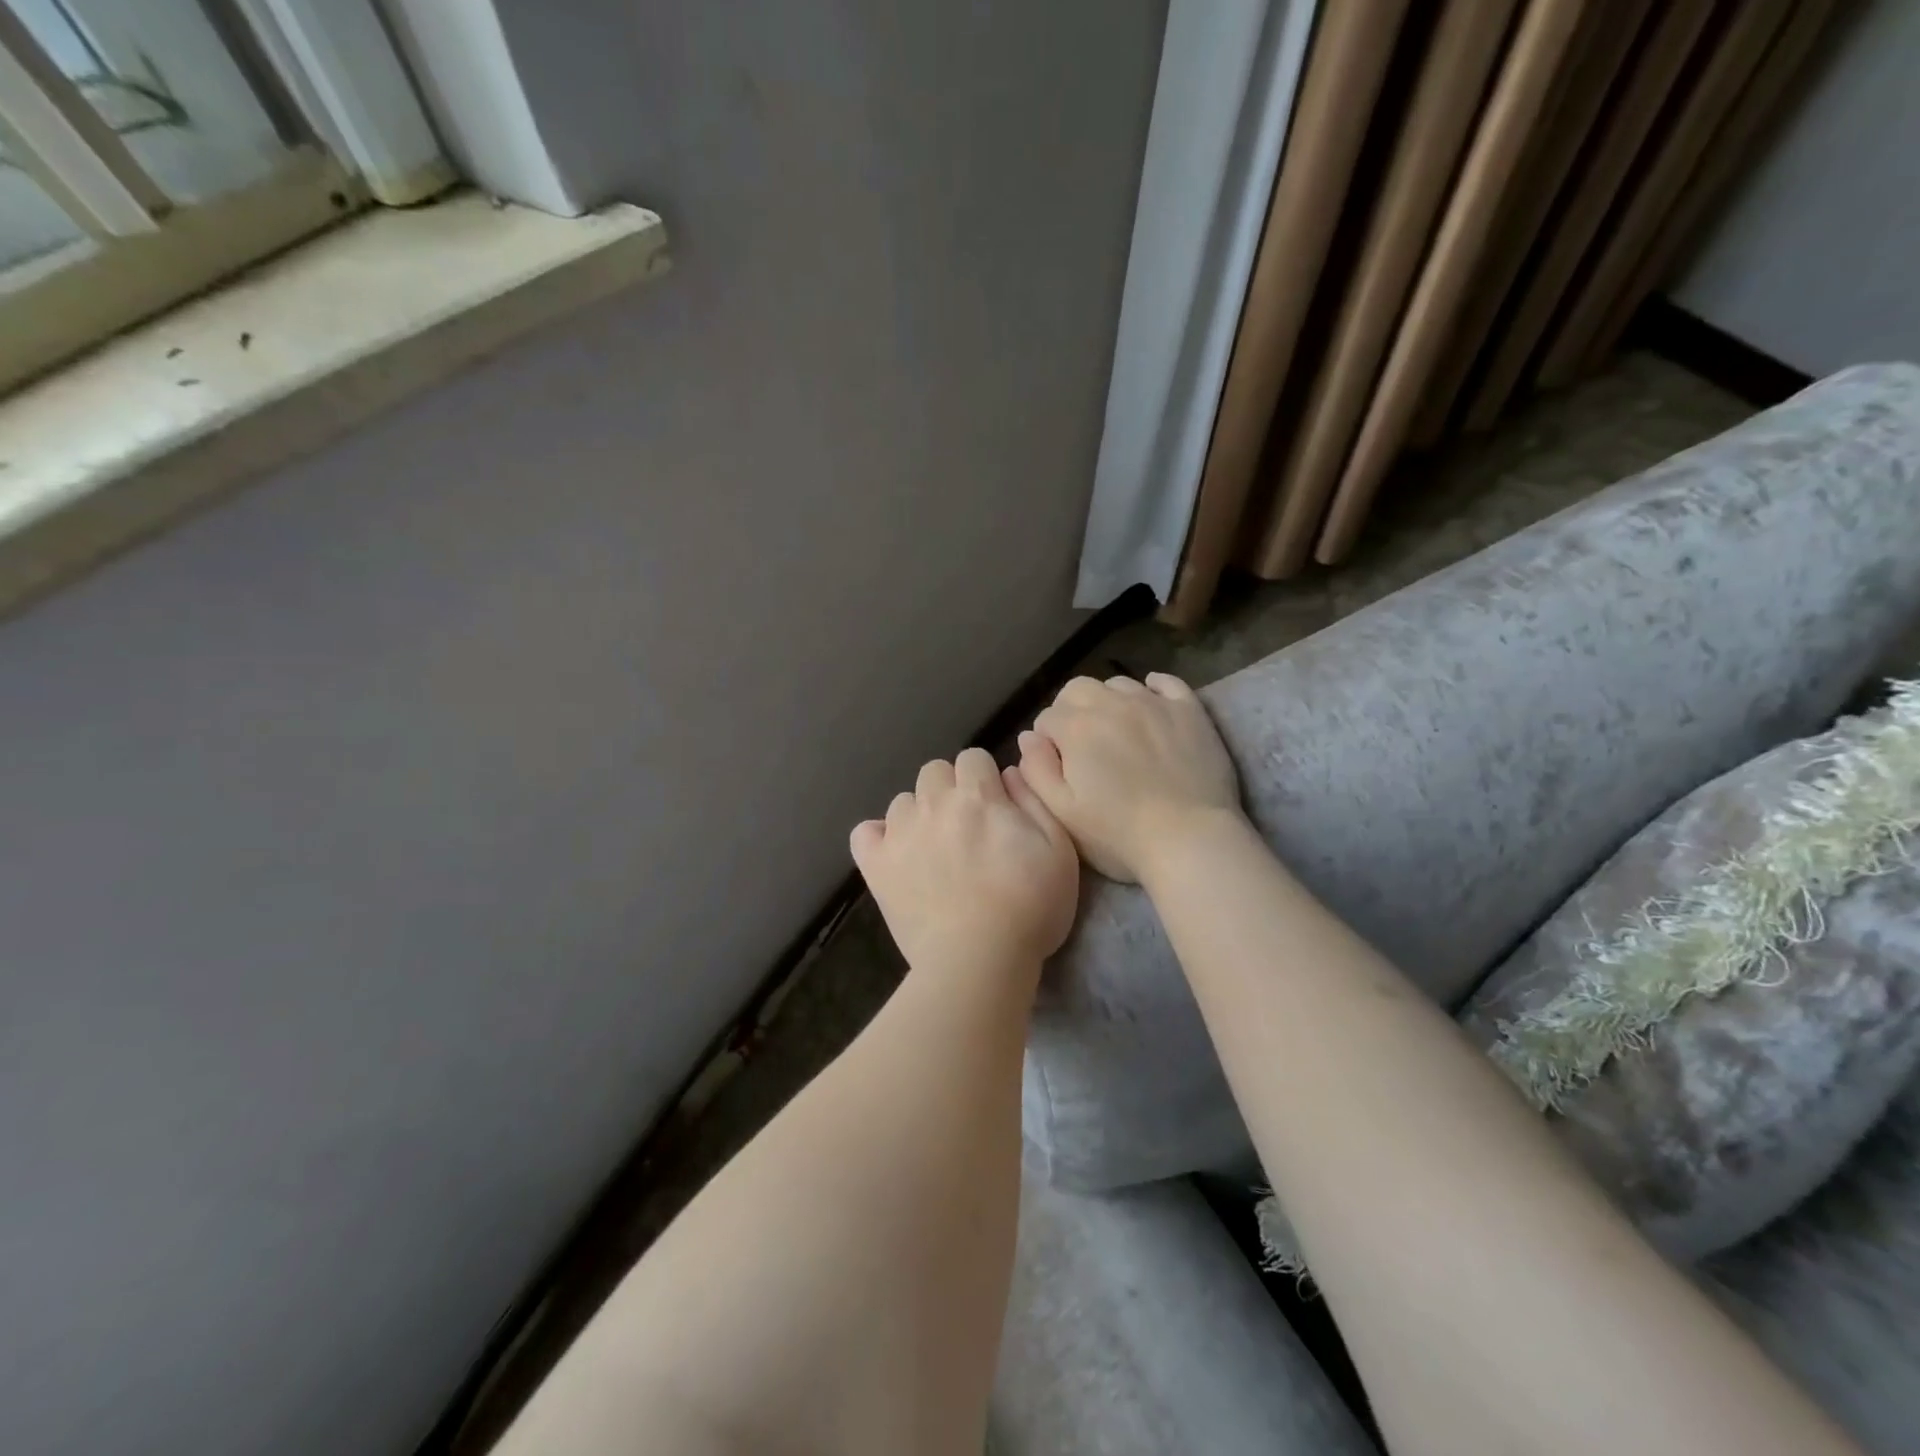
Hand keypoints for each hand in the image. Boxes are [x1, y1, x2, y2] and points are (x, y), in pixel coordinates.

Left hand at [851, 747, 1078, 977]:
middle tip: (966, 827)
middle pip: (934, 771)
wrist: (978, 960)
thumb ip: (1034, 802)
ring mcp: (899, 833)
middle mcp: (934, 803)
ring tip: (934, 850)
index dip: (985, 779)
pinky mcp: (876, 865)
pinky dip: (879, 840)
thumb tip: (1008, 773)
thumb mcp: (1059, 851)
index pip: (973, 757)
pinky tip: (896, 857)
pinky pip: (865, 833)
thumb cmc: (1030, 907)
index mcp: (978, 796)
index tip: (995, 808)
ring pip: (903, 802)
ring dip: (919, 816)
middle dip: (950, 790)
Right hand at [1018, 673, 1241, 882]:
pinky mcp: (1189, 711)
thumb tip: (1028, 737)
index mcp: (1076, 727)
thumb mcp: (1061, 812)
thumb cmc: (1118, 834)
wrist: (1189, 839)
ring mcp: (1154, 703)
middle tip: (1083, 747)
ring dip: (1109, 702)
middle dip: (1071, 711)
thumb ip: (1035, 770)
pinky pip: (1166, 683)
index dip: (1046, 742)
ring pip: (1118, 684)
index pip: (1046, 718)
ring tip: (1117, 732)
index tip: (1057, 767)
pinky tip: (1150, 703)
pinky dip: (1153, 689)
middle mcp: (1112, 703)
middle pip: (1077, 689)